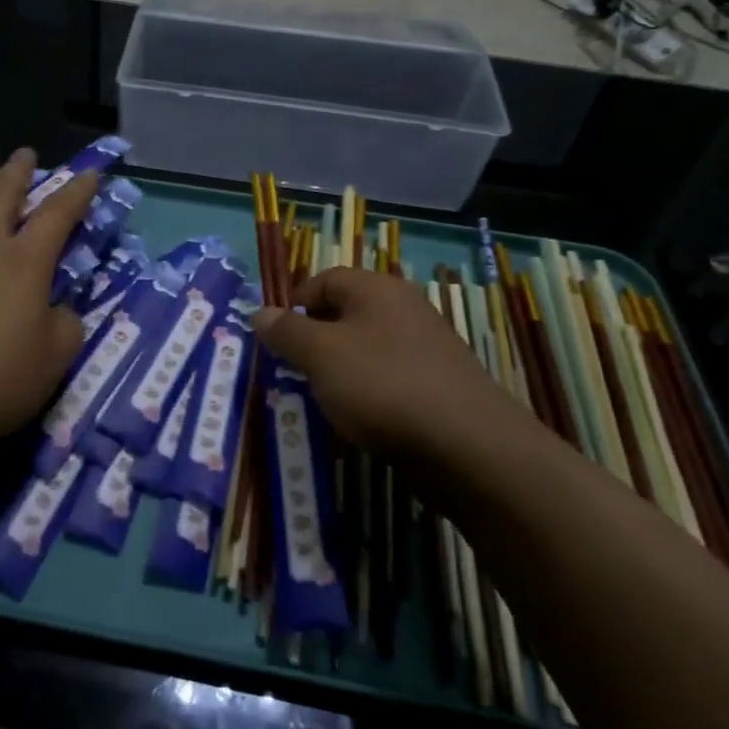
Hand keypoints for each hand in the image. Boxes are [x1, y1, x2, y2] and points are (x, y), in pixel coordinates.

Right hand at [251, 268, 502, 457]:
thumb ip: (287, 332)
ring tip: (321, 402)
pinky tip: (358, 423)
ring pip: (365, 351)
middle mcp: (404, 309)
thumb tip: (260, 312)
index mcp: (377, 289)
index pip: (324, 280)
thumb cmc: (383, 386)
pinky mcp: (437, 387)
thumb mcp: (321, 355)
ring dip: (339, 373)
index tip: (276, 340)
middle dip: (314, 343)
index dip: (294, 305)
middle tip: (292, 373)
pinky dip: (368, 397)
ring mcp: (425, 349)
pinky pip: (388, 381)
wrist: (468, 448)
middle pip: (345, 315)